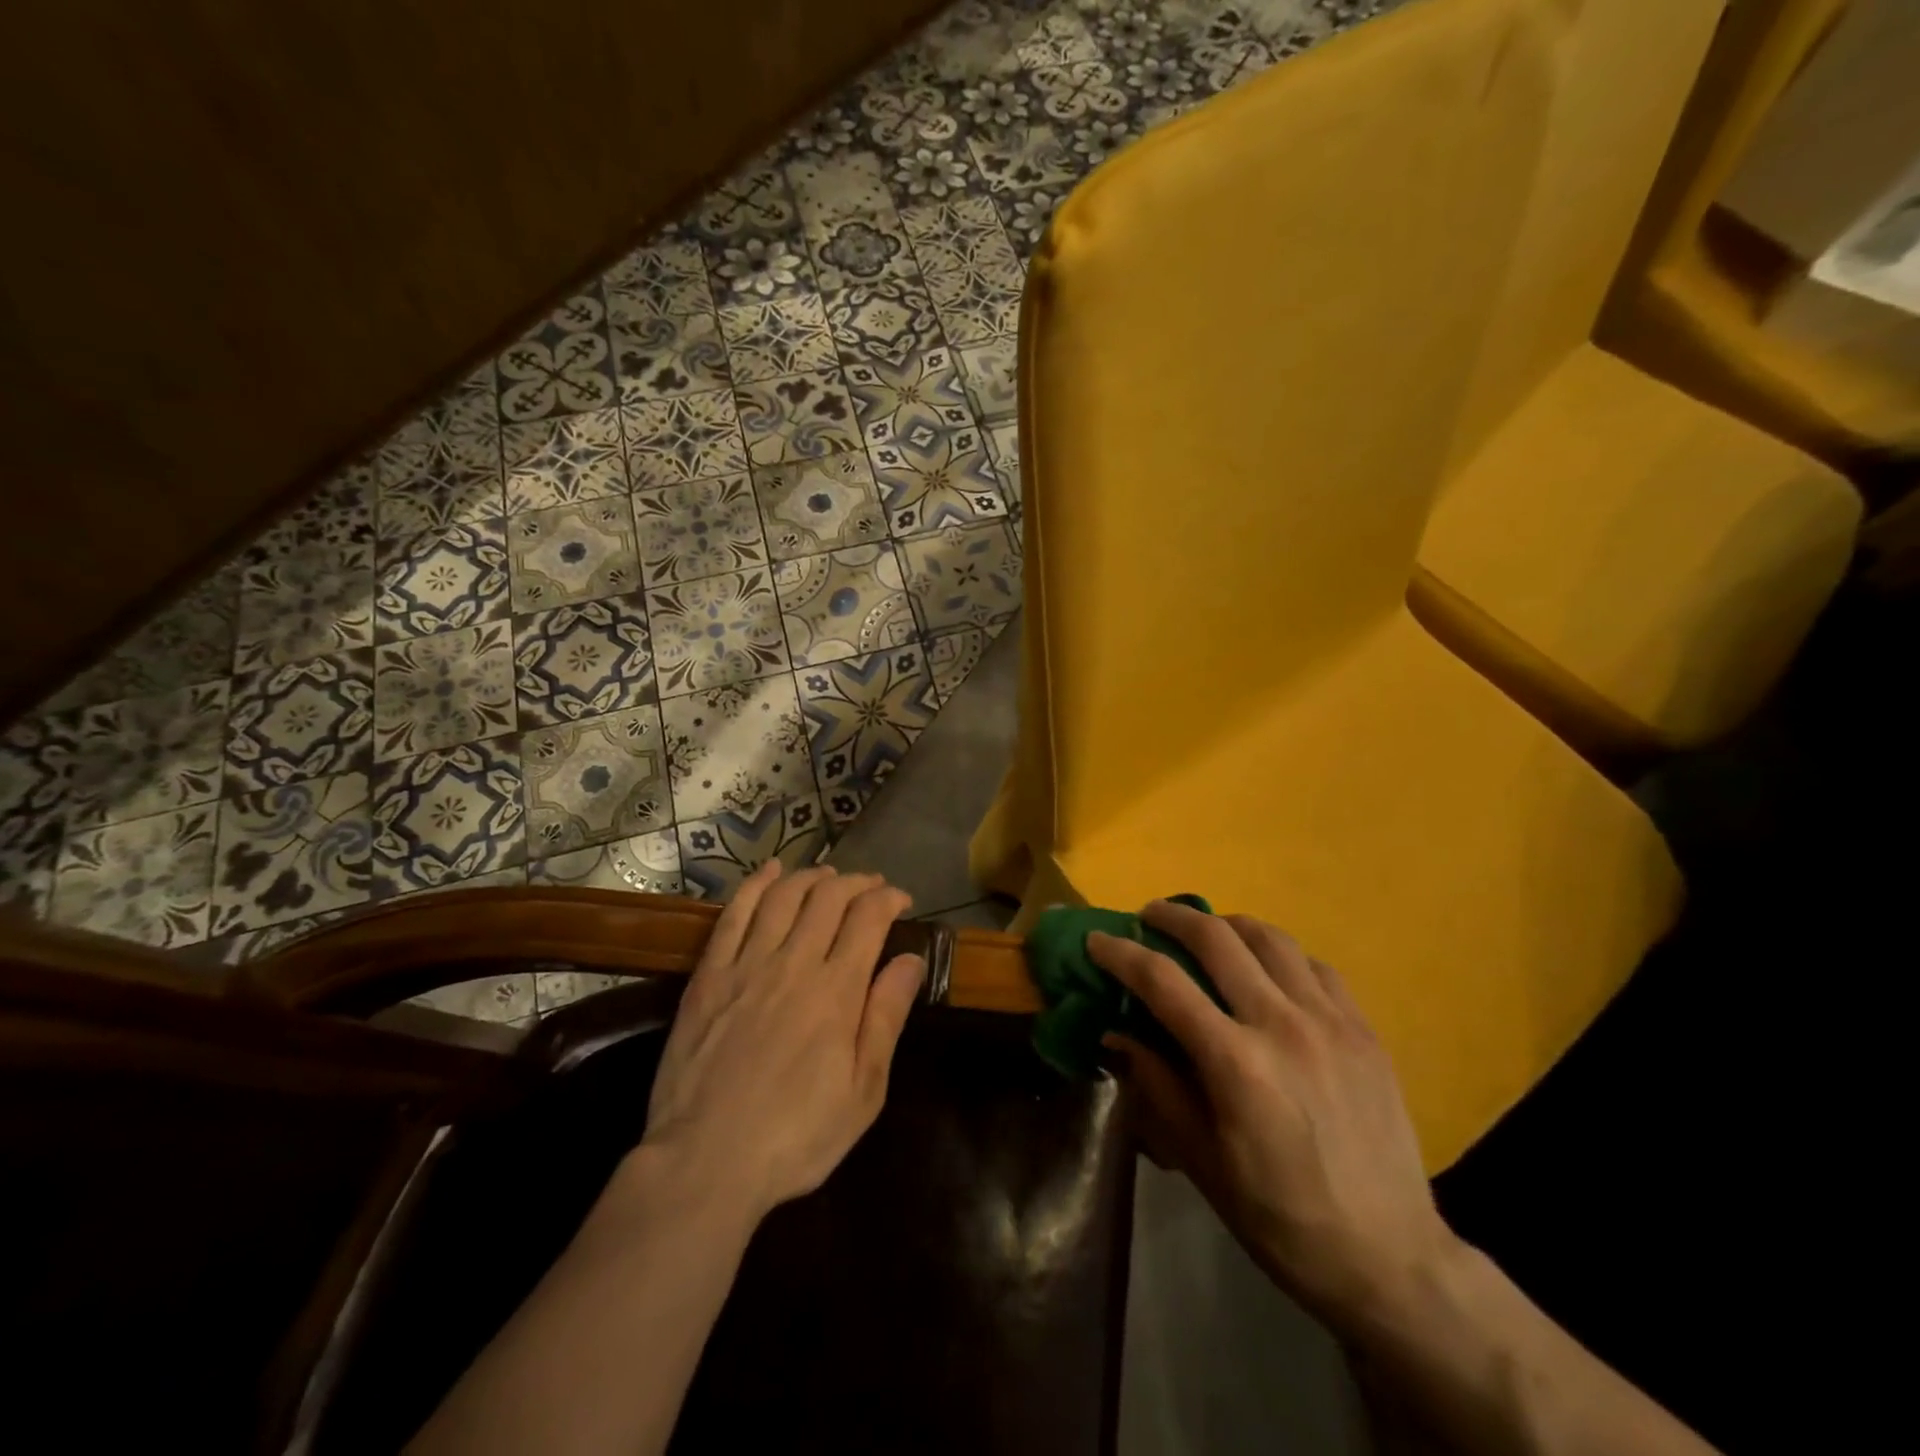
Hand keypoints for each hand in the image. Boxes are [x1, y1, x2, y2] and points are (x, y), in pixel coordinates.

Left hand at [639, 861, 925, 1223]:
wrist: (705, 1162)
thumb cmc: (795, 1136)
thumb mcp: (863, 1091)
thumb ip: (886, 1017)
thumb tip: (910, 960)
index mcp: (837, 991)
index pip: (868, 918)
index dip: (888, 898)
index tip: (900, 901)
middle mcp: (793, 963)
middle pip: (828, 897)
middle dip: (856, 882)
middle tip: (870, 888)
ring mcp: (746, 965)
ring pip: (784, 896)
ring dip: (811, 878)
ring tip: (828, 877)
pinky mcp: (709, 975)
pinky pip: (734, 914)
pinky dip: (756, 885)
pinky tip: (771, 872)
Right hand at [1090, 900, 1460, 1335]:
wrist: (1389, 1257)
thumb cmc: (1279, 1217)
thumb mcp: (1201, 1161)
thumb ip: (1157, 1085)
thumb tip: (1117, 1032)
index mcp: (1235, 1063)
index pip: (1163, 982)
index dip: (1122, 954)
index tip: (1097, 940)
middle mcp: (1282, 1025)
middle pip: (1216, 938)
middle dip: (1172, 917)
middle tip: (1149, 917)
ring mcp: (1330, 1021)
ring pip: (1269, 938)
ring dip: (1227, 924)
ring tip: (1207, 932)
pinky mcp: (1364, 1029)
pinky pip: (1315, 965)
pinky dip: (1280, 954)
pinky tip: (1269, 970)